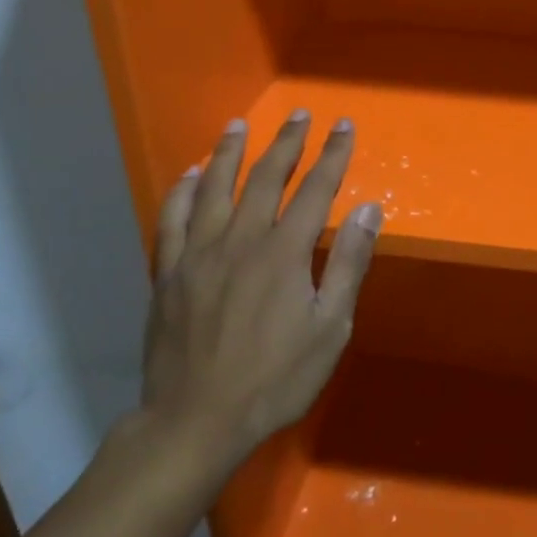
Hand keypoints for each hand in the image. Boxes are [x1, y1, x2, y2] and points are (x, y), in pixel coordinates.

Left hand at [142, 112, 381, 488]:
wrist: (195, 421)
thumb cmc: (274, 379)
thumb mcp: (330, 328)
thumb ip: (347, 264)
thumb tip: (369, 209)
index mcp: (284, 253)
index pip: (316, 190)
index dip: (332, 155)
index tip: (343, 126)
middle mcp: (241, 240)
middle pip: (266, 179)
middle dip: (287, 143)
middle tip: (300, 114)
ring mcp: (198, 254)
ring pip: (215, 189)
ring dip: (230, 153)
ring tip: (240, 125)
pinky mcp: (167, 274)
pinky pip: (172, 221)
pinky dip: (182, 193)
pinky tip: (190, 175)